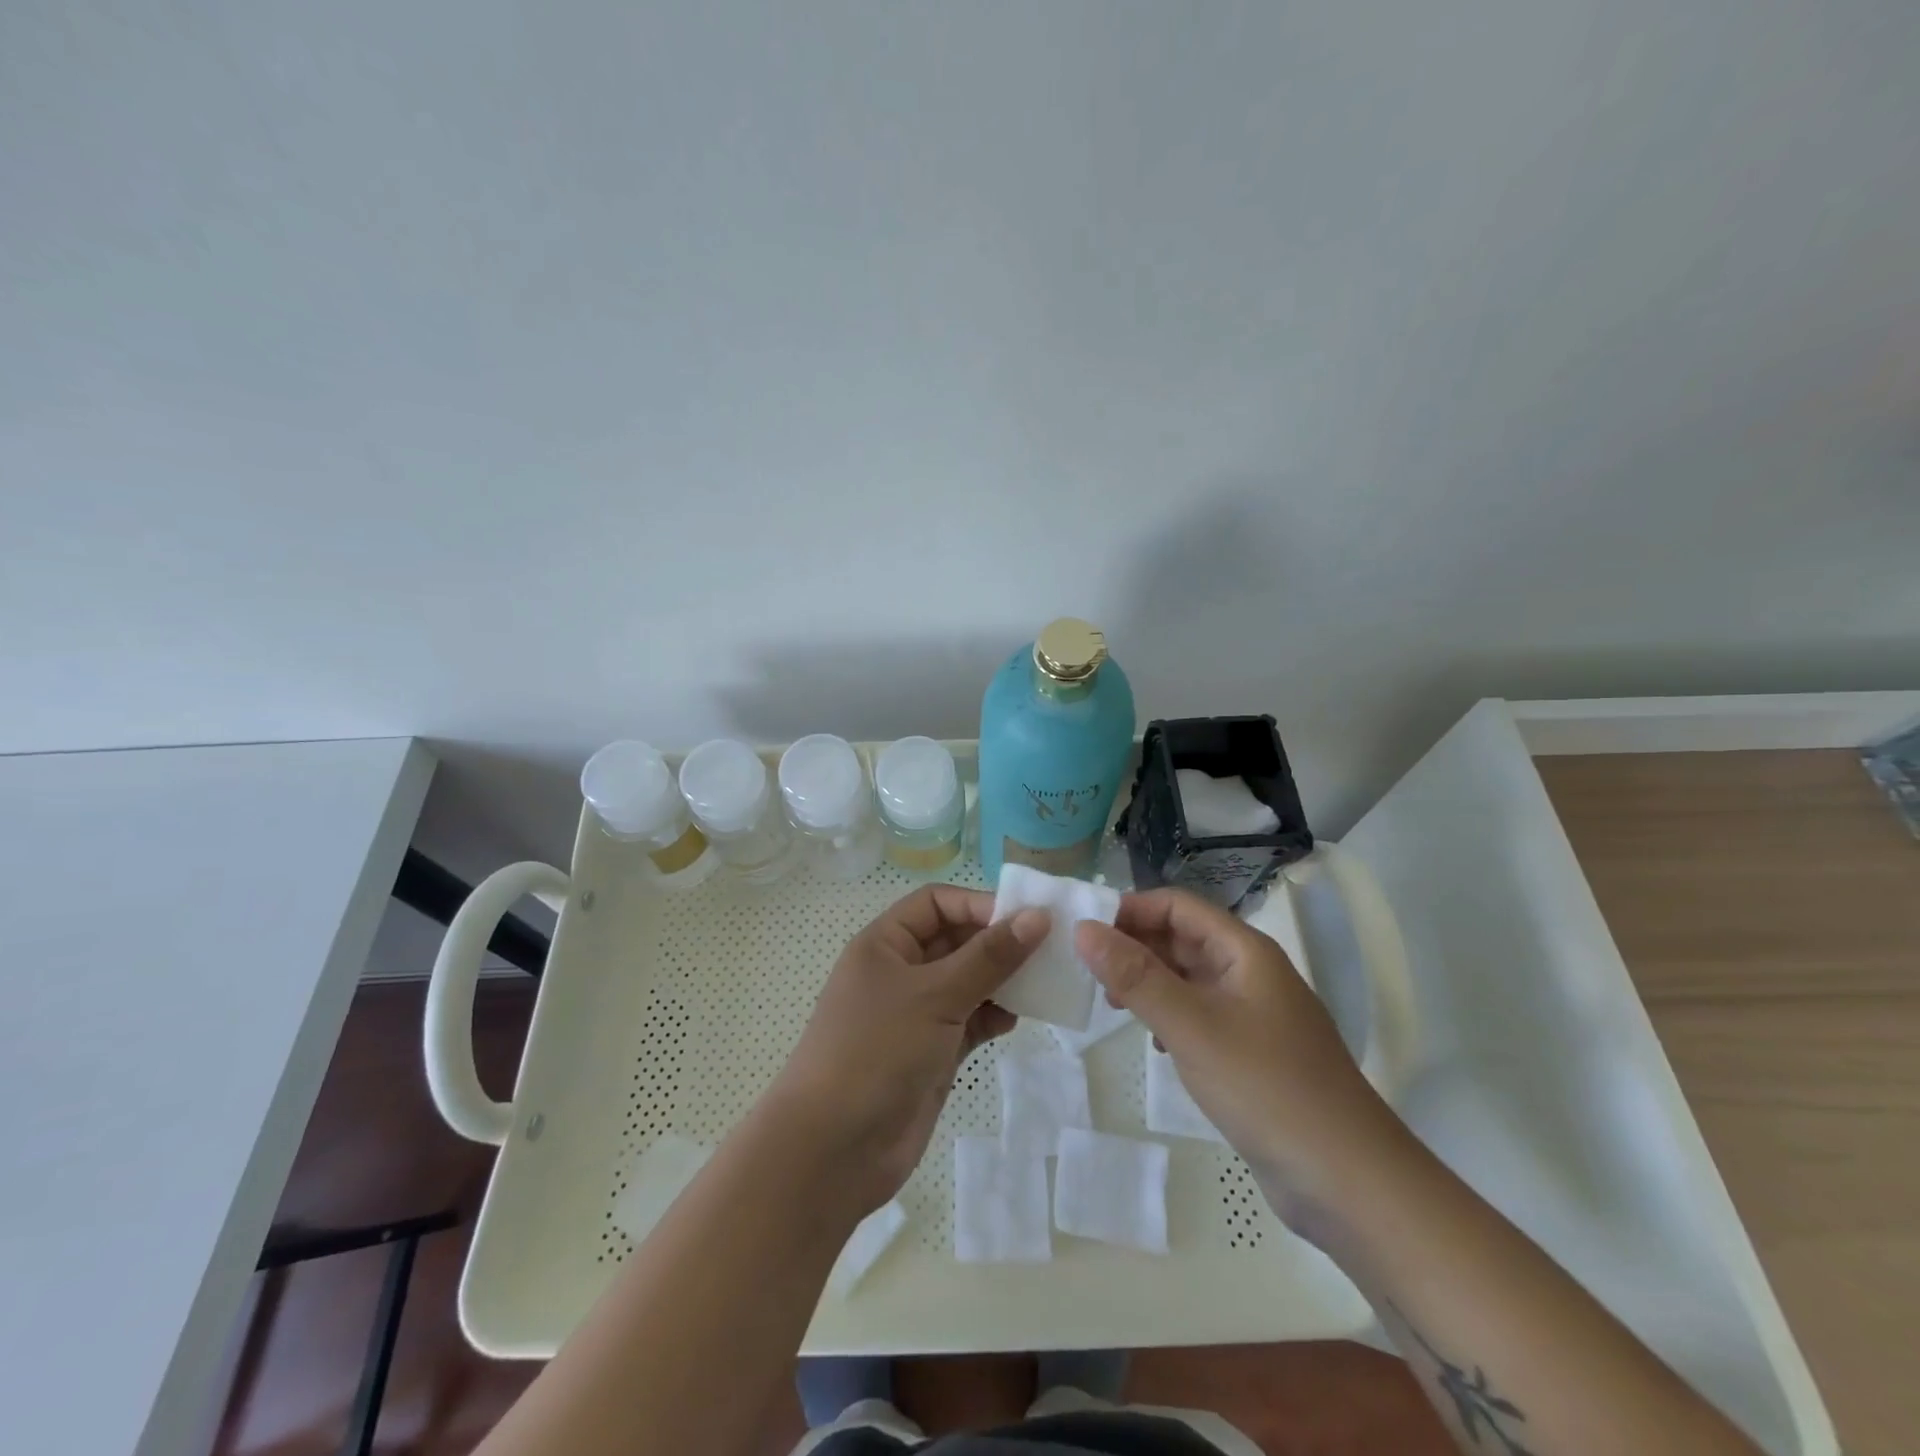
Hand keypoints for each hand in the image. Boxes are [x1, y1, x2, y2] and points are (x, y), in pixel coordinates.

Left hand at [768, 884, 1048, 1214]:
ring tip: (1041, 984)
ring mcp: (916, 1015)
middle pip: (956, 940)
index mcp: (885, 944)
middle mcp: (900, 972)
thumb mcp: (935, 995)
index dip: (978, 904)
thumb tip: (1038, 916)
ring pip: (967, 982)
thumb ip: (989, 957)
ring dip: (1001, 980)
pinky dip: (992, 1017)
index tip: (1026, 919)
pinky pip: (969, 1021)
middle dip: (998, 942)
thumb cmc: (877, 1051)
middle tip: (1049, 949)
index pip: (936, 903)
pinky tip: (1014, 1020)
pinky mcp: (931, 1053)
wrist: (833, 1150)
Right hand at [1075, 888, 1399, 1219]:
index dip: (1131, 910)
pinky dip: (1169, 1015)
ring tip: (1112, 1004)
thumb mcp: (1191, 1026)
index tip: (1086, 933)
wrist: (1350, 1181)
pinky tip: (1153, 1041)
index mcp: (1244, 950)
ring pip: (1189, 977)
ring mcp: (1254, 1013)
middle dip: (1135, 946)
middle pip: (1183, 937)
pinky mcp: (1252, 1052)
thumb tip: (1083, 929)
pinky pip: (1200, 1015)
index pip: (1178, 905)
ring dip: (1149, 981)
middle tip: (1089, 973)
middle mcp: (1250, 972)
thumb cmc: (1267, 1088)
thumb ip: (1135, 976)